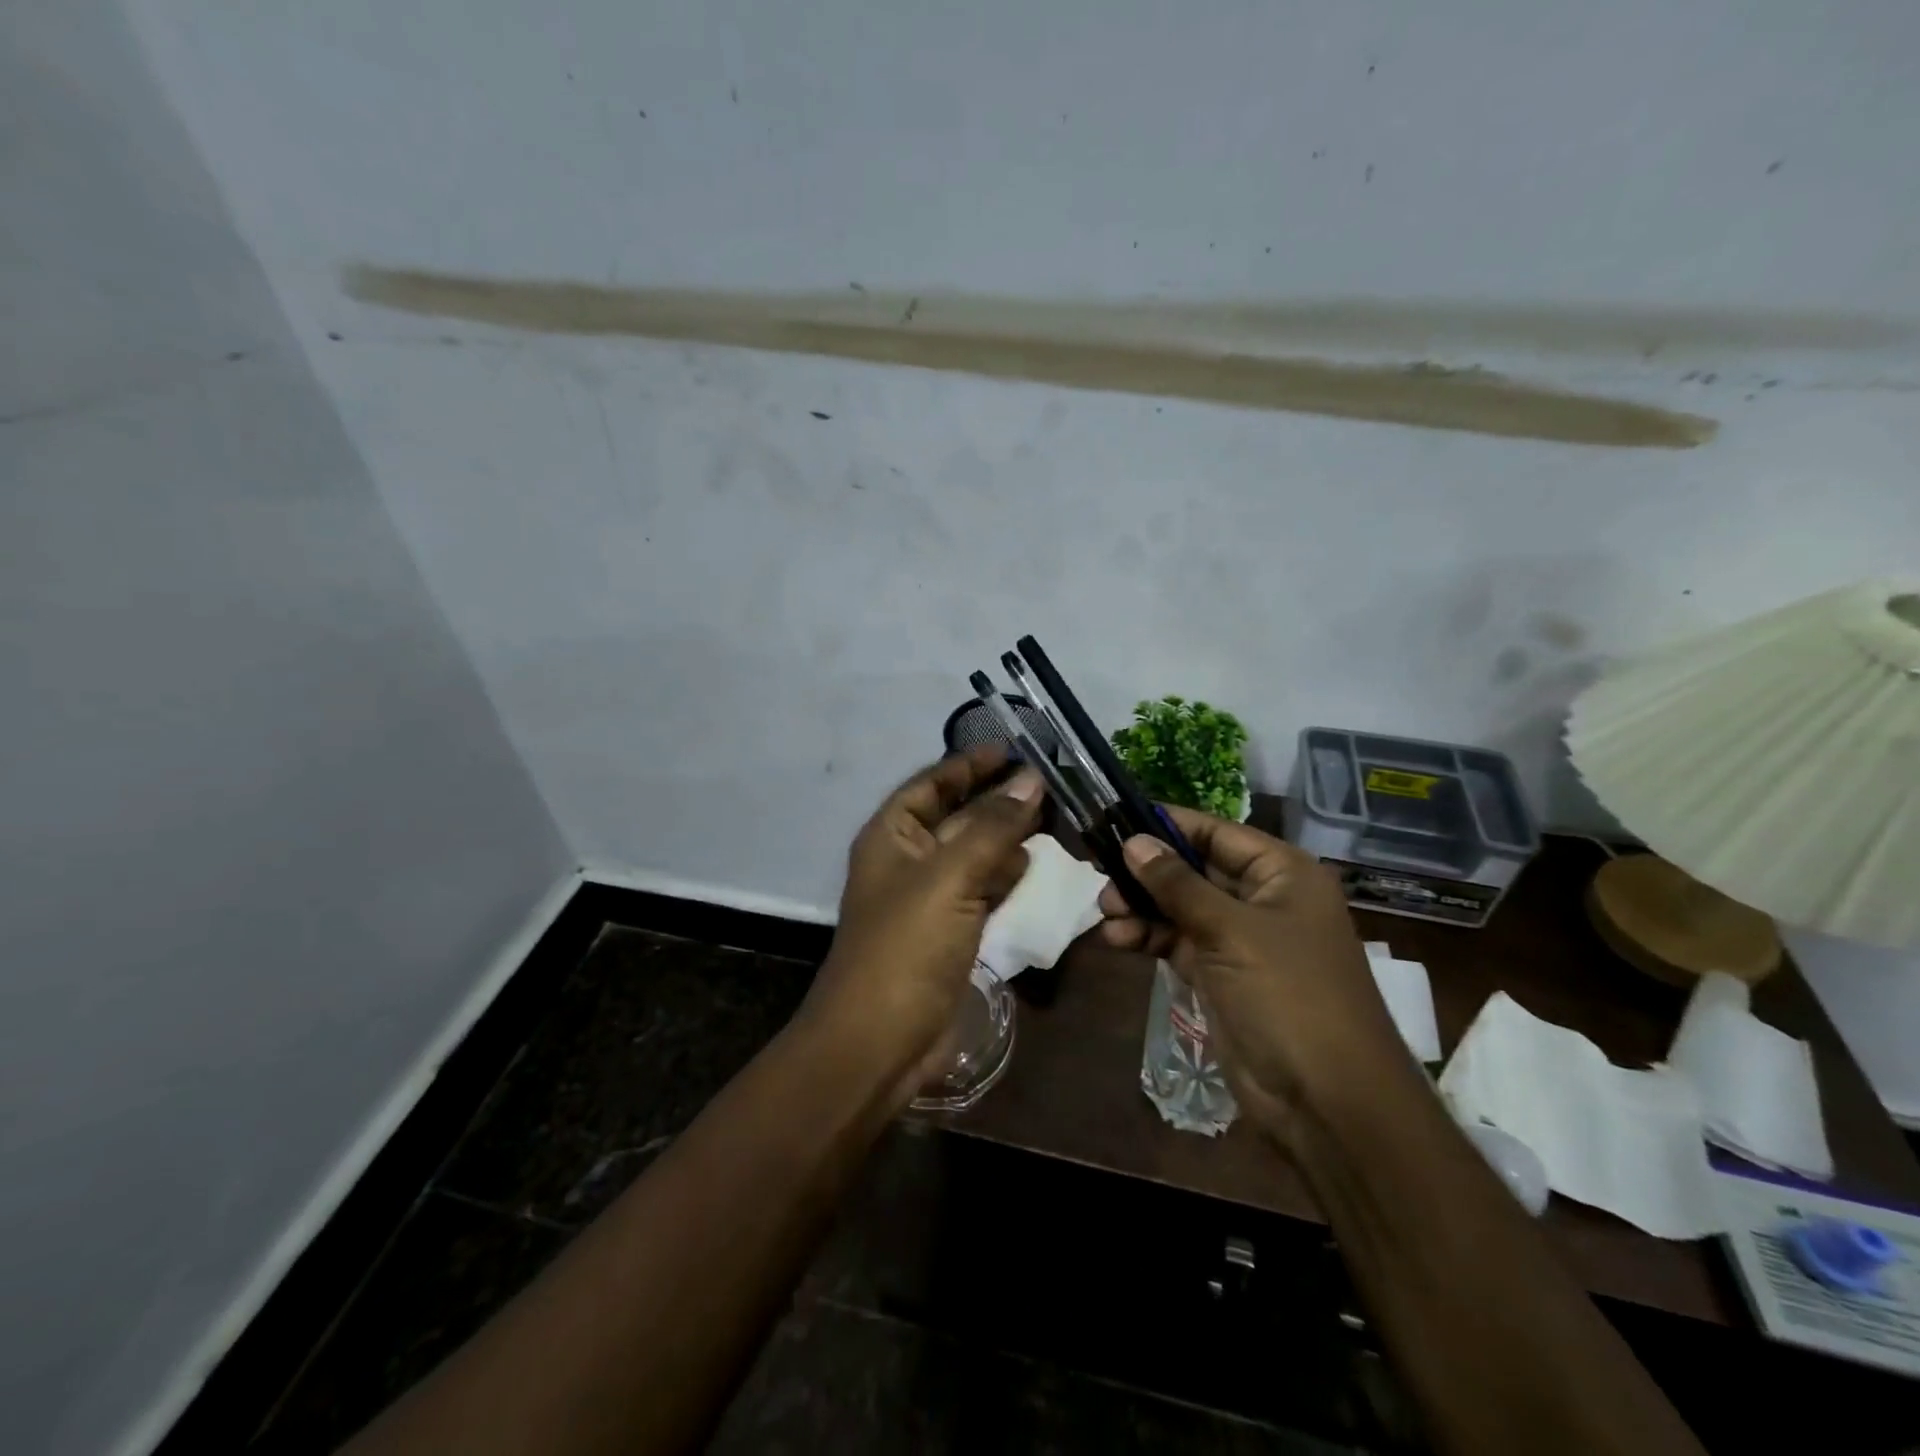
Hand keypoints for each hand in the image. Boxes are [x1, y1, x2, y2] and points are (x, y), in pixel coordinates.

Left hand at [801, 745, 1042, 1096]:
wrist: (880, 1042)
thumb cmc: (906, 946)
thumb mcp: (949, 876)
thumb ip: (992, 827)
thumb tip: (1031, 780)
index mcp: (891, 836)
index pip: (931, 784)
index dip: (968, 765)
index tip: (1012, 750)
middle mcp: (908, 860)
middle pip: (957, 817)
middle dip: (997, 802)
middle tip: (1049, 787)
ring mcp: (930, 899)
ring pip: (975, 855)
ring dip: (1009, 840)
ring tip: (1055, 823)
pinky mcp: (951, 932)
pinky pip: (983, 892)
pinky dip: (1009, 880)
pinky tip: (1039, 872)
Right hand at [1099, 808, 1416, 1146]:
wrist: (1326, 1101)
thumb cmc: (1288, 996)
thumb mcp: (1230, 931)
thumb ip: (1178, 884)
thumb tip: (1133, 841)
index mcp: (1282, 874)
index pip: (1216, 832)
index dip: (1167, 824)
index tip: (1116, 818)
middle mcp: (1263, 899)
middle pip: (1194, 868)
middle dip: (1148, 871)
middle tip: (1101, 872)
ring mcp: (1241, 939)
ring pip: (1181, 906)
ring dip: (1142, 906)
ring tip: (1105, 911)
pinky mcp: (1221, 974)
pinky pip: (1178, 942)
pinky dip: (1149, 937)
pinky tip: (1117, 938)